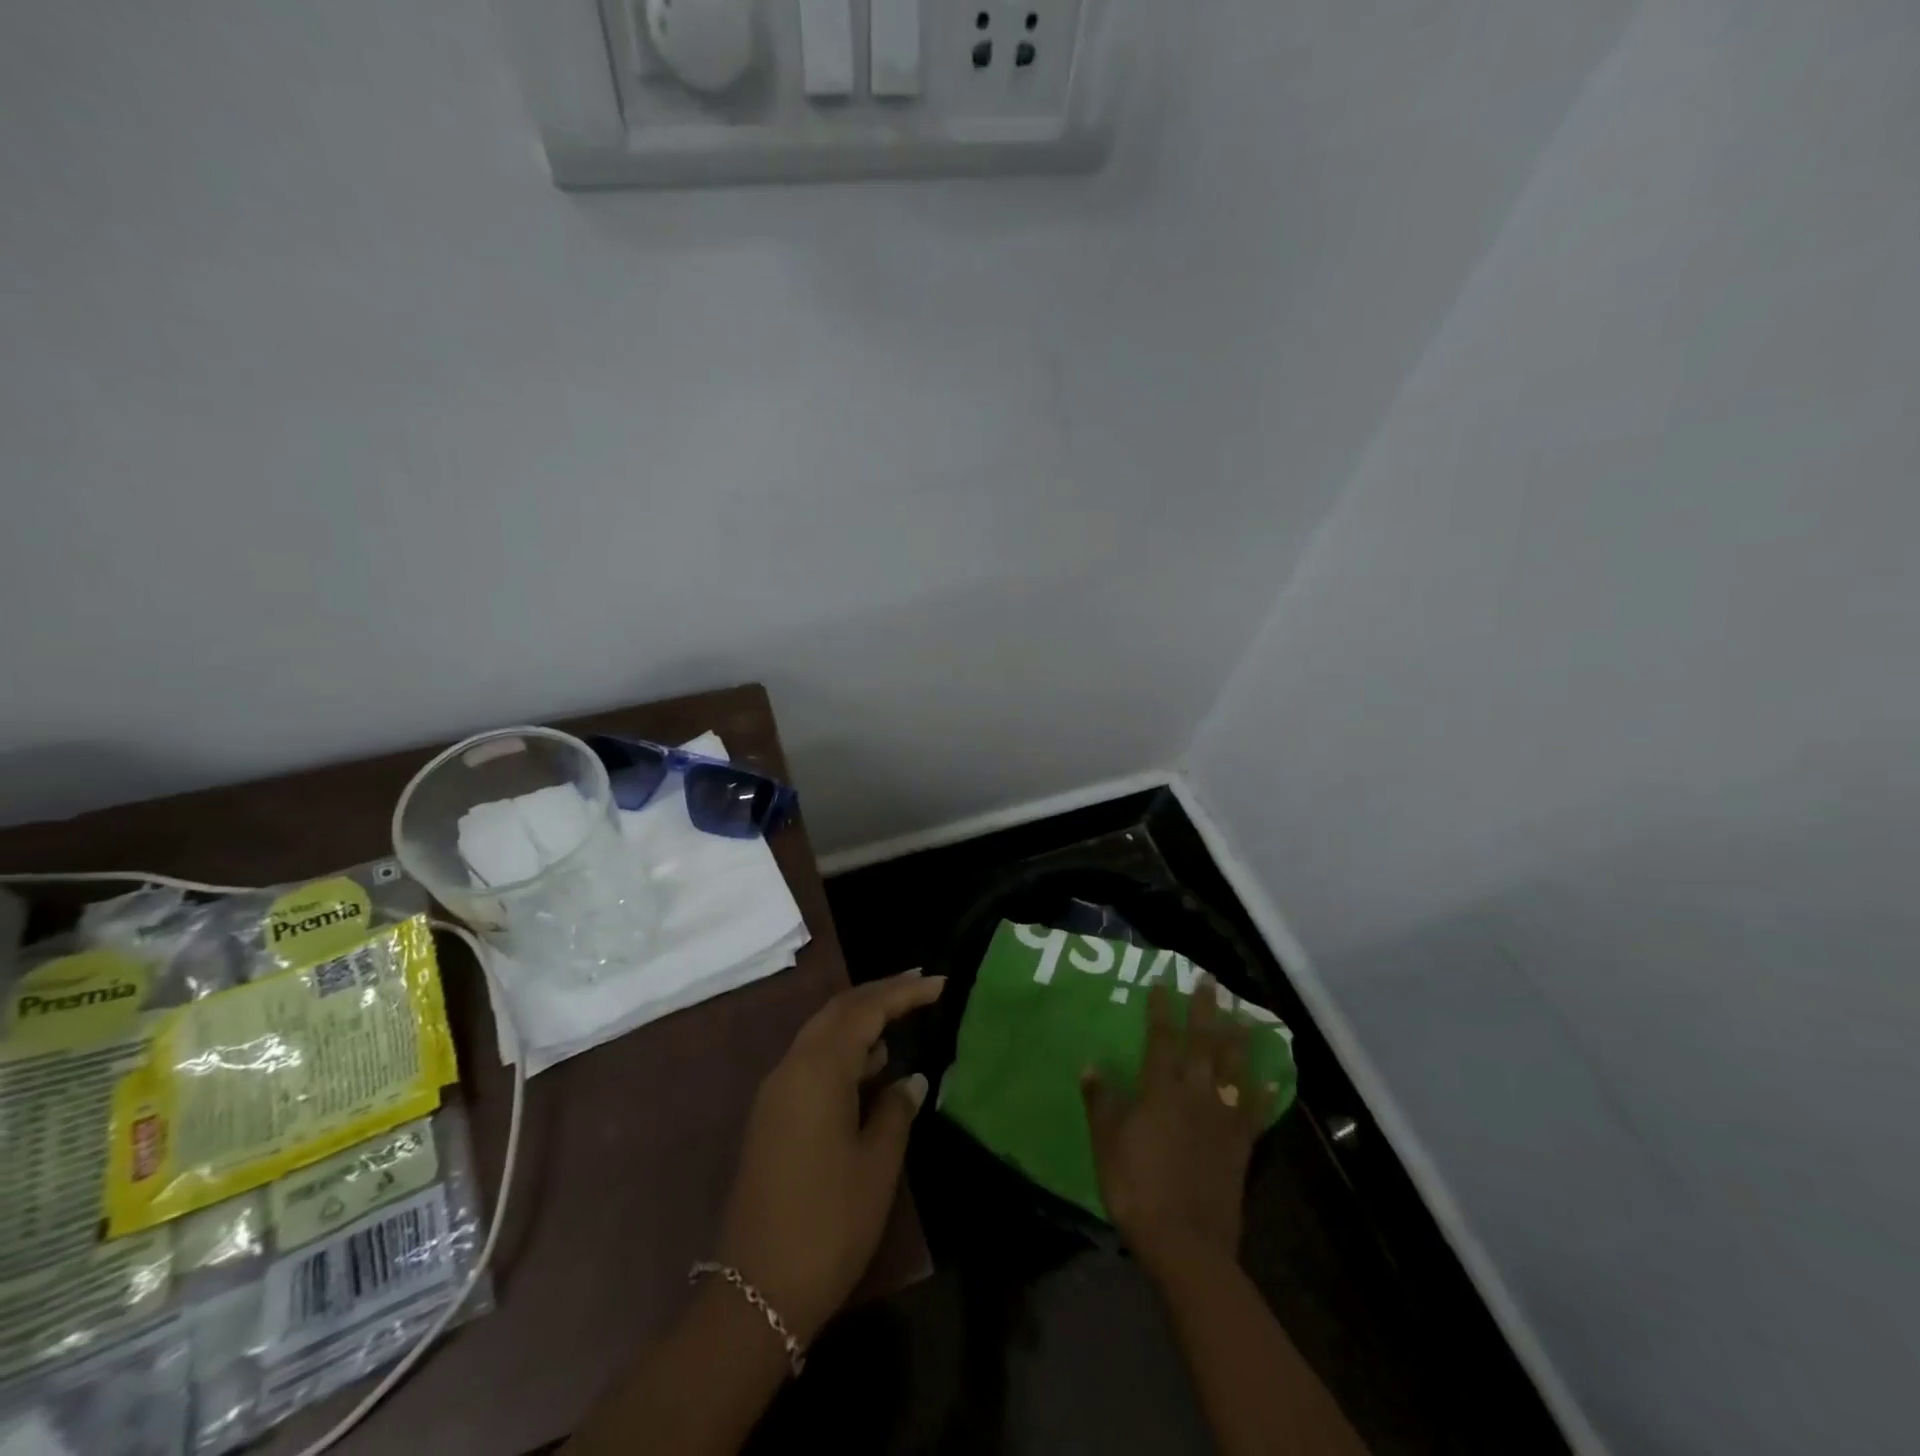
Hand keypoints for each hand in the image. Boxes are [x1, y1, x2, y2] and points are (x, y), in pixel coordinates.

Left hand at [714, 970, 944, 1345]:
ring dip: (860, 1022)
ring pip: (822, 1035)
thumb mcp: (876, 1164)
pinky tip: (872, 1068)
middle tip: (921, 987)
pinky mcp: (772, 1117)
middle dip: (879, 995)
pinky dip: (844, 1052)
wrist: (755, 1293)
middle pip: (838, 1011)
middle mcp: (791, 1068)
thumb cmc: (828, 1224)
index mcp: (817, 1071)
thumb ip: (896, 1110)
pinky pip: (812, 1063)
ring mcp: (776, 1093)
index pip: (865, 1009)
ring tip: (902, 1021)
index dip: (904, 992)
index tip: (941, 984)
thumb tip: (911, 1078)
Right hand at [1082, 976, 1276, 1277]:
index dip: (1161, 1009)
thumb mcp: (1107, 1143)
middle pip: (1203, 1043)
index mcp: (1160, 1091)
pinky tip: (1272, 1079)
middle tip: (1210, 980)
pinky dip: (1265, 1094)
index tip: (1163, 982)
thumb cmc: (1137, 1188)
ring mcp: (1222, 1120)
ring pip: (1233, 1070)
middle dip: (1206, 1009)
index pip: (1161, 1039)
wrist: (1187, 1243)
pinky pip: (1256, 1113)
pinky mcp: (1240, 1146)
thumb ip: (1101, 1102)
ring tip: (1245, 1015)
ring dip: (1239, 1040)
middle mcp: (1195, 1095)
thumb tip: (1090, 1065)